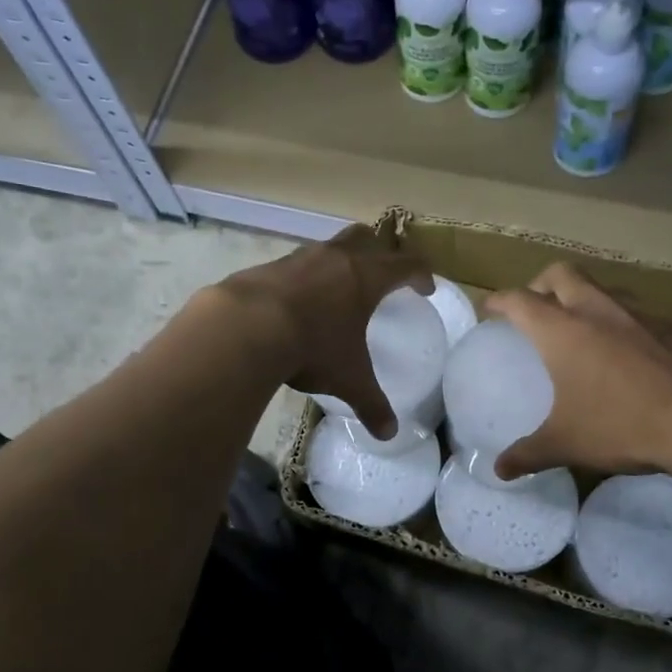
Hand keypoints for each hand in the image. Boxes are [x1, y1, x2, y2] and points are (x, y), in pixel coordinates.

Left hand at [218, 225, 432, 437]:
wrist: (246, 326)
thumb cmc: (312, 347)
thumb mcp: (348, 379)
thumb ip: (371, 404)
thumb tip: (389, 434)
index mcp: (366, 277)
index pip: (405, 264)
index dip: (420, 273)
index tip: (425, 288)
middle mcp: (336, 258)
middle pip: (368, 237)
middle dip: (381, 250)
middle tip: (383, 272)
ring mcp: (300, 258)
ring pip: (330, 246)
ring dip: (340, 260)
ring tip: (339, 288)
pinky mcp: (270, 266)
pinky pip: (297, 263)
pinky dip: (306, 276)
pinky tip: (299, 302)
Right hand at [484, 263, 671, 479]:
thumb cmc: (624, 426)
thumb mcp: (567, 444)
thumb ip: (528, 455)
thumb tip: (499, 470)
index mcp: (563, 331)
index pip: (519, 300)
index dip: (499, 301)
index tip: (489, 309)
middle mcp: (598, 310)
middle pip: (561, 274)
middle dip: (541, 285)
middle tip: (537, 309)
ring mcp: (641, 313)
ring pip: (603, 288)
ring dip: (586, 298)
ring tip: (584, 328)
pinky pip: (640, 312)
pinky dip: (625, 322)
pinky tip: (633, 353)